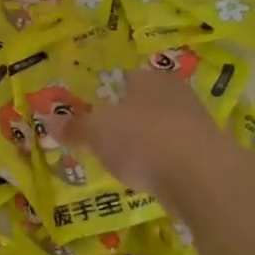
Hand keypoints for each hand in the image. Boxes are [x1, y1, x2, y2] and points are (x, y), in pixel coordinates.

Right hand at [56, 66, 221, 192]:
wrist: (200, 176)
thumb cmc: (142, 140)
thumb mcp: (96, 132)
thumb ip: (74, 127)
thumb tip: (48, 121)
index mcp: (147, 78)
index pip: (120, 78)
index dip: (100, 94)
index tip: (86, 113)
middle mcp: (174, 93)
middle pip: (140, 103)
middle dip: (122, 119)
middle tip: (99, 138)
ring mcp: (194, 122)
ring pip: (158, 127)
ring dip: (141, 141)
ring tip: (120, 160)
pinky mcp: (205, 151)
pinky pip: (172, 151)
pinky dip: (158, 161)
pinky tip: (146, 175)